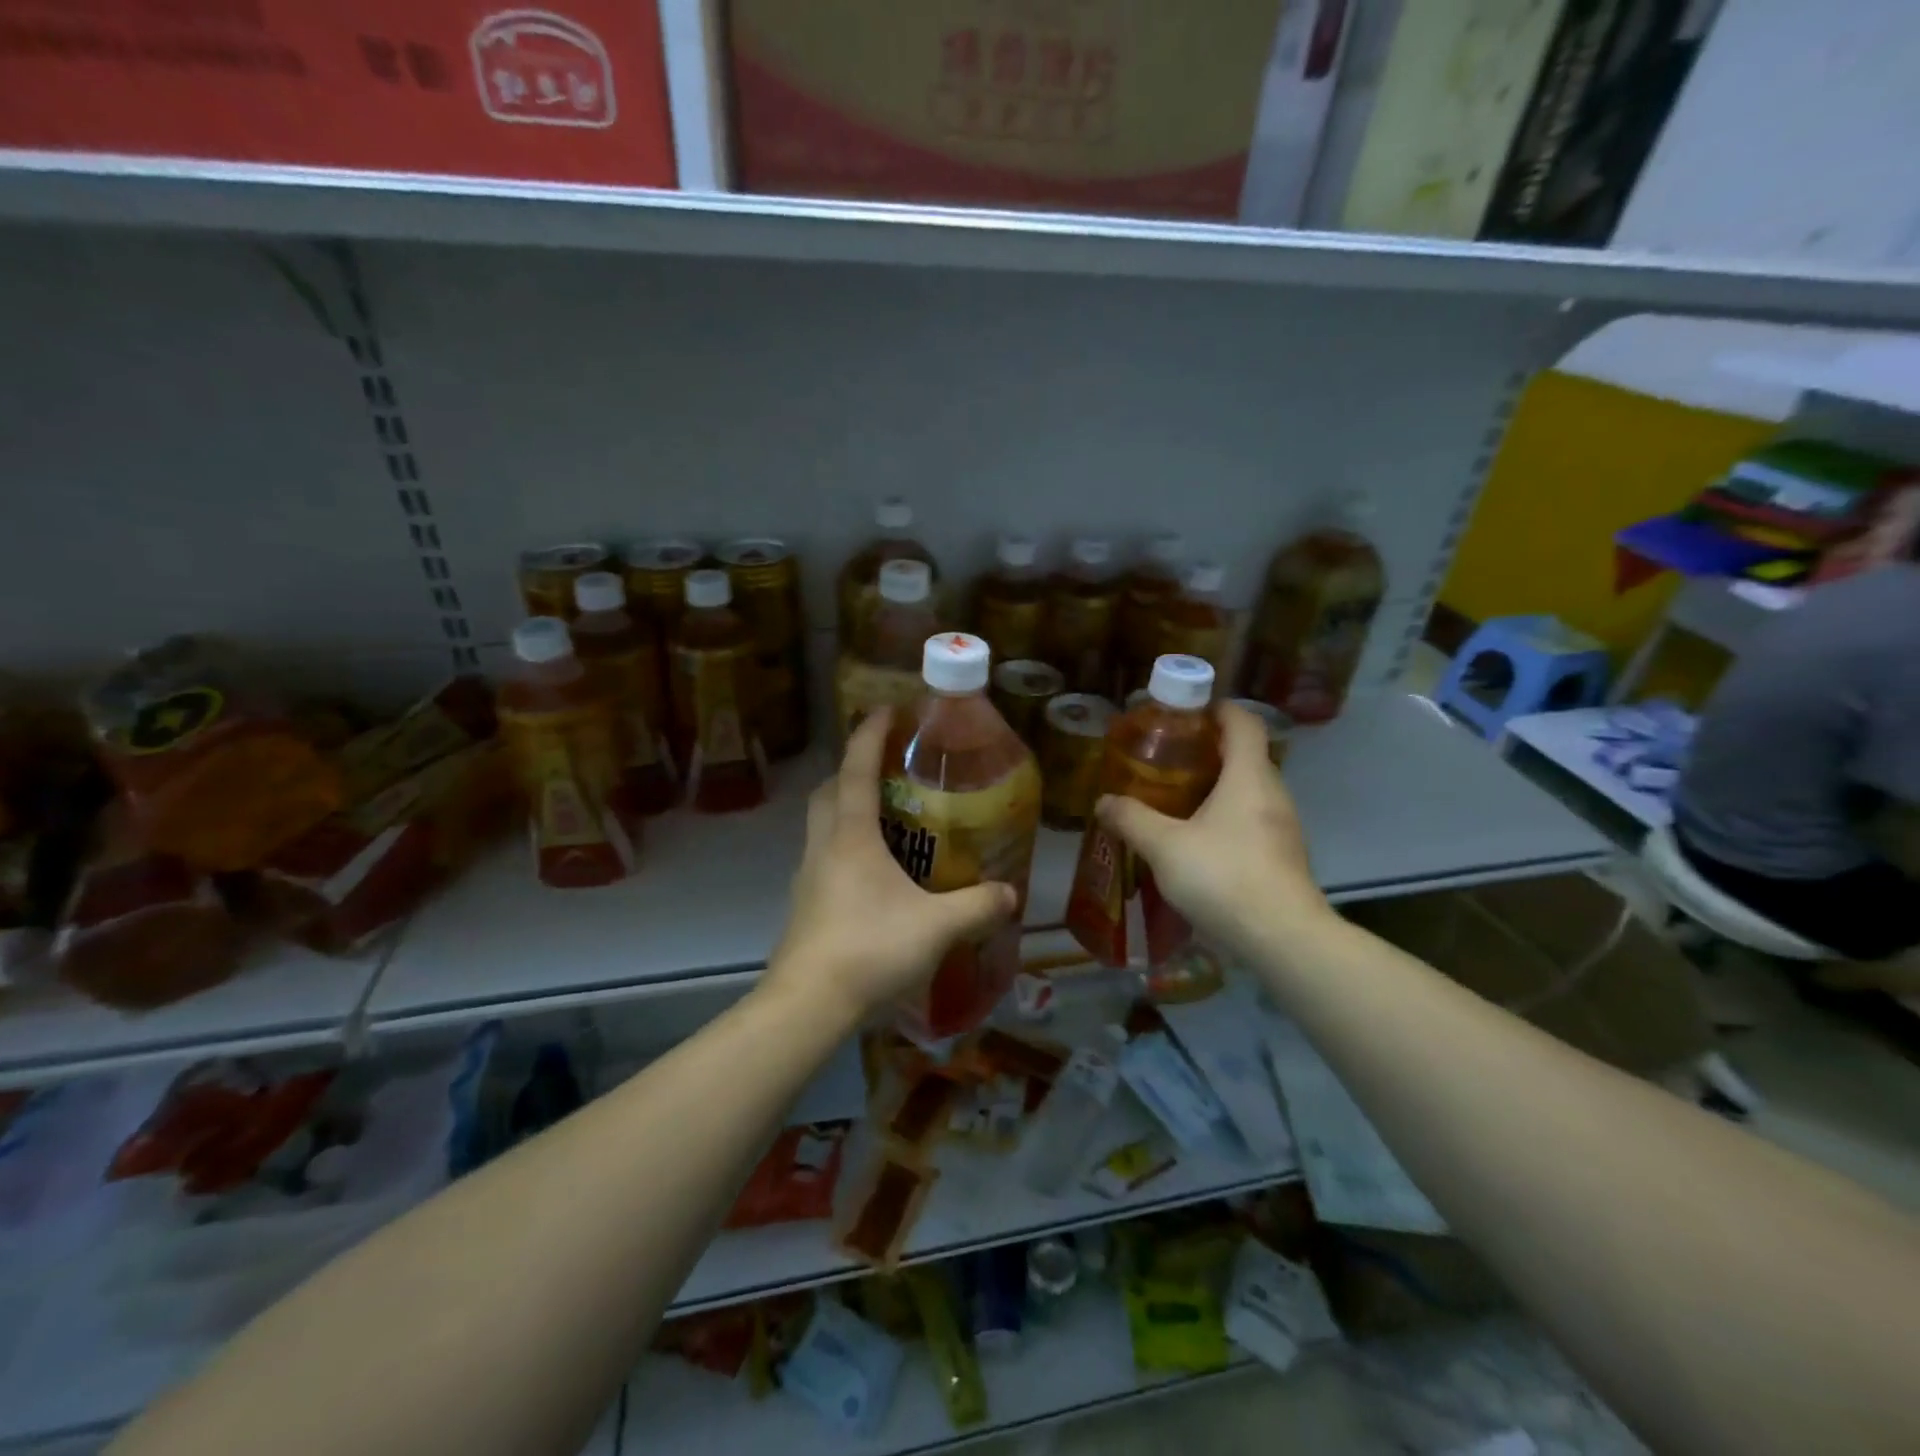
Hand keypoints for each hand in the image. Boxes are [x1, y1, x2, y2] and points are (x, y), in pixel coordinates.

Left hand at [764, 709, 1017, 1023]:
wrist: (808, 1004)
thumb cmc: (870, 949)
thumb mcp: (937, 927)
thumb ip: (977, 907)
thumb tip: (1011, 894)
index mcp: (850, 835)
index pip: (856, 767)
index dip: (871, 733)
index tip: (887, 710)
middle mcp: (823, 845)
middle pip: (830, 790)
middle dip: (854, 769)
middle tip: (888, 770)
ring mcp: (808, 875)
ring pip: (822, 824)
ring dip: (847, 808)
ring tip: (887, 820)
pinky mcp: (805, 904)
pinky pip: (824, 856)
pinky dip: (845, 846)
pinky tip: (874, 875)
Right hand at [1095, 702, 1329, 958]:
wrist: (1282, 939)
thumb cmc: (1223, 876)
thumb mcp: (1164, 846)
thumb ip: (1131, 819)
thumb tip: (1103, 802)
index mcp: (1249, 776)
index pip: (1243, 722)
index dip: (1218, 709)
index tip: (1188, 711)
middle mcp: (1273, 793)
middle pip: (1245, 756)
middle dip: (1209, 750)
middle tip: (1168, 758)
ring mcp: (1283, 827)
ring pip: (1249, 791)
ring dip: (1217, 787)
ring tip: (1176, 799)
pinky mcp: (1283, 857)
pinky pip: (1252, 820)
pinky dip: (1226, 818)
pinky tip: (1197, 841)